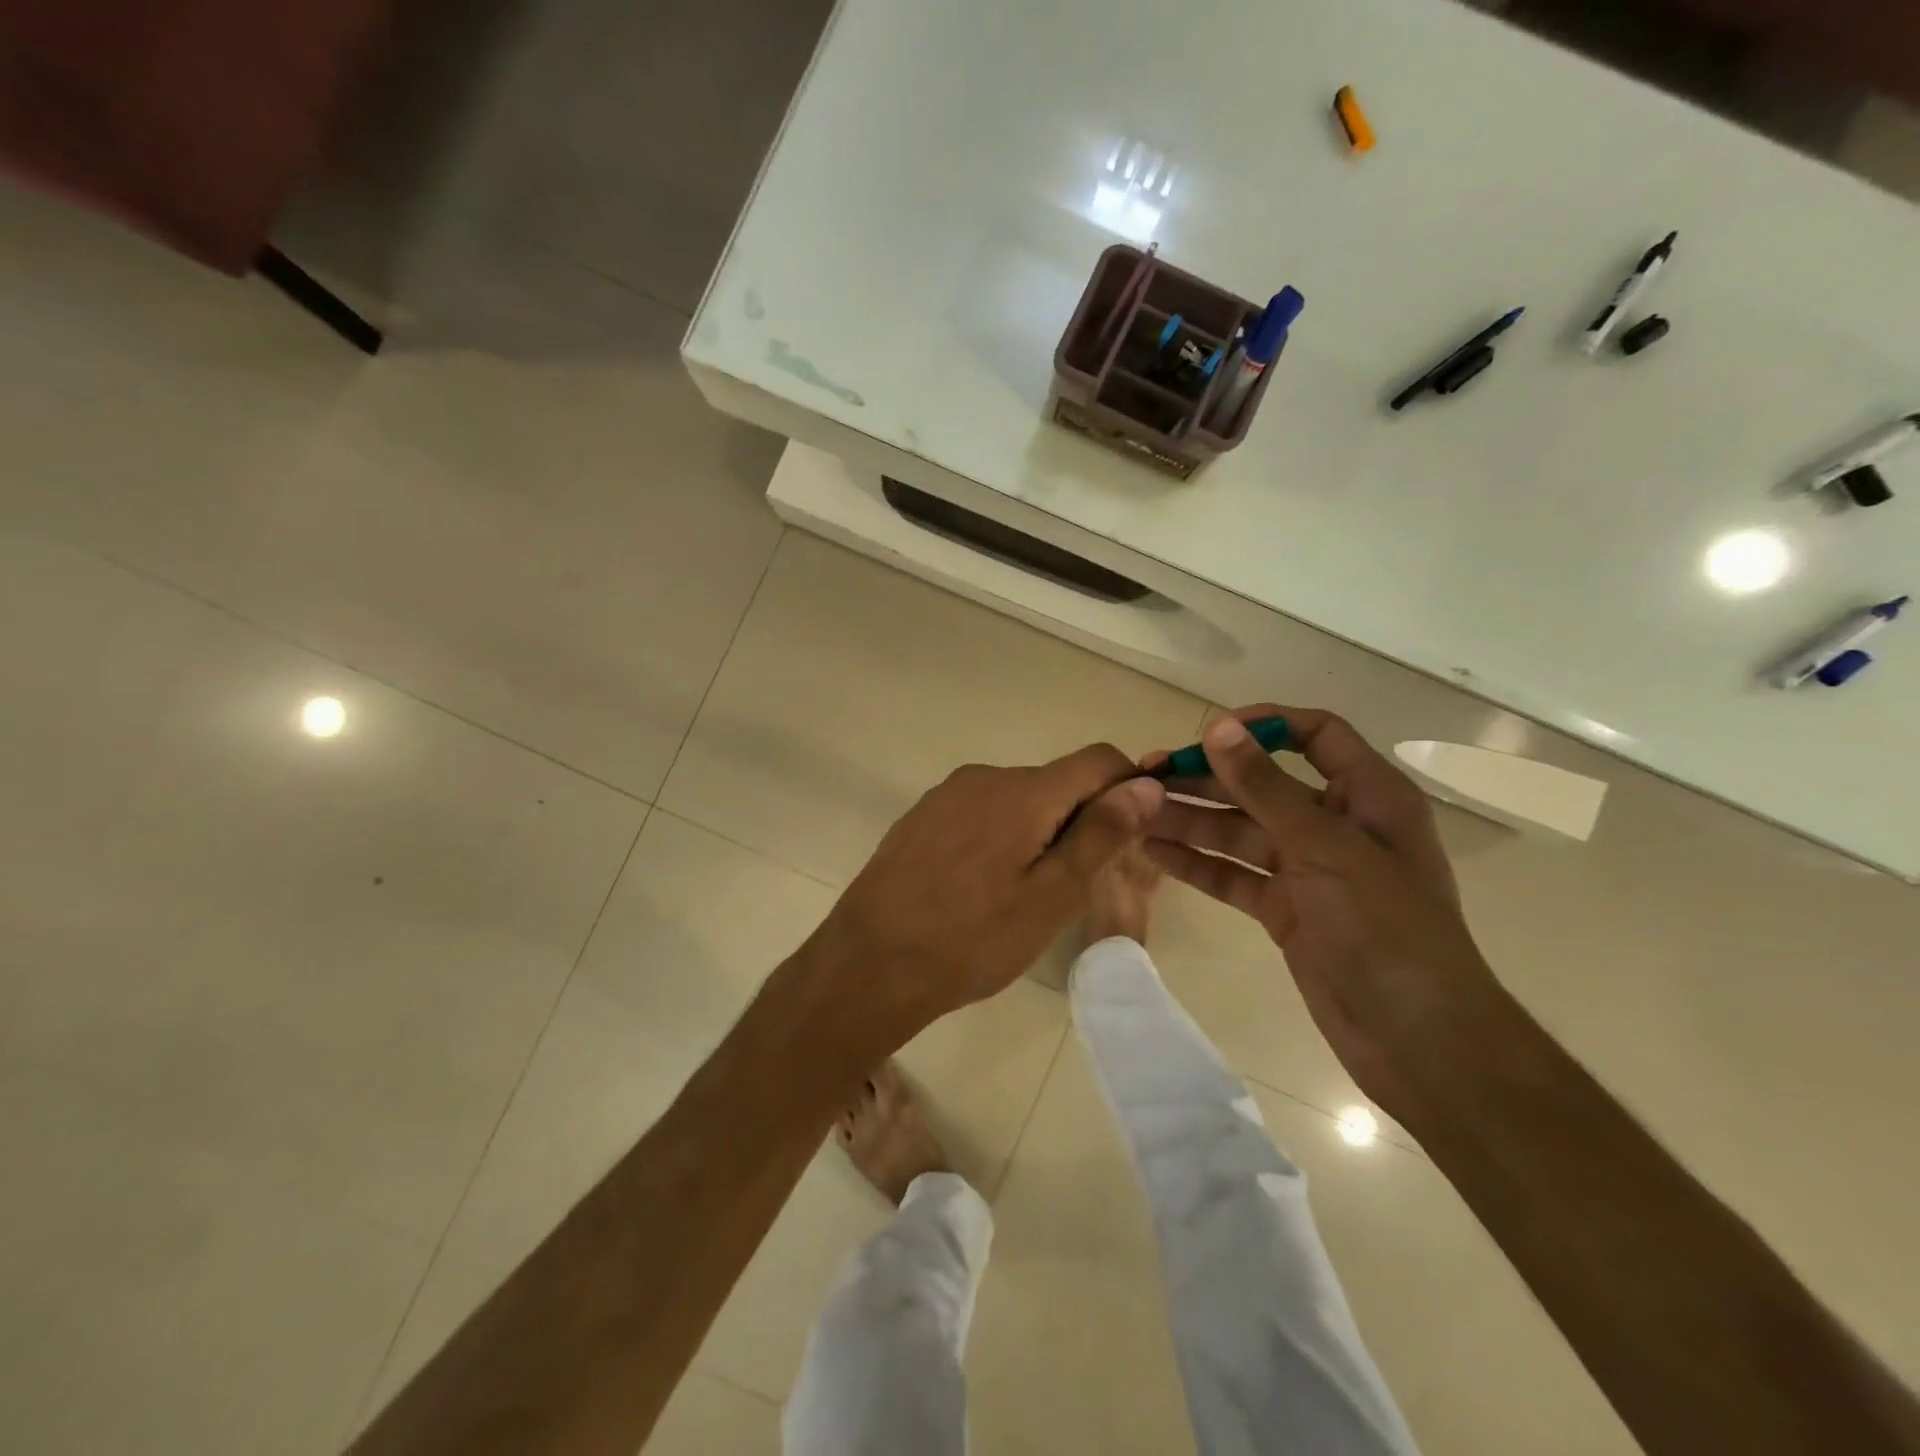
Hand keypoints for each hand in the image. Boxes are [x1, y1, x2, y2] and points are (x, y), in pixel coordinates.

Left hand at [801, 745, 1165, 1055]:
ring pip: (1016, 799)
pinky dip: (998, 837)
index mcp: (1023, 791)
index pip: (1098, 760)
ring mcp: (946, 795)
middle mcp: (984, 777)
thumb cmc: (971, 939)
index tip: (1130, 835)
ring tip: (1021, 895)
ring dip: (1037, 831)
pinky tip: (979, 888)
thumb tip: (1146, 784)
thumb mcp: (1051, 896)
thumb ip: (1101, 834)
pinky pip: (979, 812)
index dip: (1128, 787)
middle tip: (1071, 887)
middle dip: (1079, 820)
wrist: (869, 963)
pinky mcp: (921, 816)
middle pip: (1055, 782)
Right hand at [1143, 706, 1501, 1120]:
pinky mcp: (1286, 910)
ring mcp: (1308, 871)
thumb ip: (1266, 787)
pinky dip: (1198, 864)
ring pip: (1240, 832)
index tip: (1207, 734)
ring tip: (1136, 813)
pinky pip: (1235, 875)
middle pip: (1263, 785)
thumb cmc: (1384, 927)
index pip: (1314, 735)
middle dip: (1206, 779)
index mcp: (1367, 796)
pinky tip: (1154, 852)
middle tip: (1146, 776)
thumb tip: (1219, 729)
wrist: (1417, 1039)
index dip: (1262, 725)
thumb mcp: (1324, 847)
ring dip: (1191, 821)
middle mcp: (1336, 825)